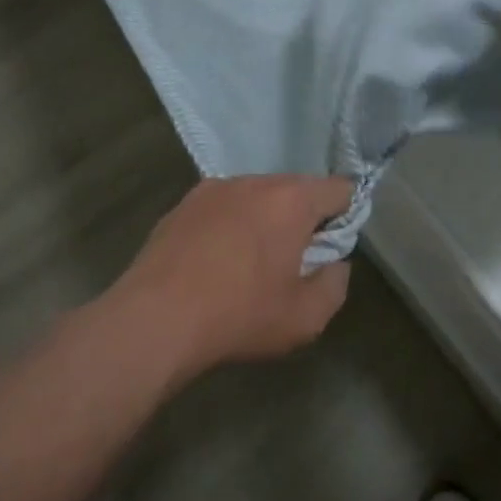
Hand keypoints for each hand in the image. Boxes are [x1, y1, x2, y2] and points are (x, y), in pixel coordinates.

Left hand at [103, 175, 353, 380]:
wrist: (155, 319)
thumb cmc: (240, 315)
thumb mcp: (306, 317)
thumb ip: (335, 284)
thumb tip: (334, 263)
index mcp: (290, 200)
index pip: (338, 189)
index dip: (345, 216)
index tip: (331, 249)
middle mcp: (253, 181)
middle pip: (295, 189)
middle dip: (302, 219)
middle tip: (292, 262)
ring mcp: (212, 189)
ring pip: (256, 196)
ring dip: (263, 220)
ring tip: (249, 264)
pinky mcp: (181, 205)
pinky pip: (222, 207)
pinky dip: (229, 226)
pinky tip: (215, 262)